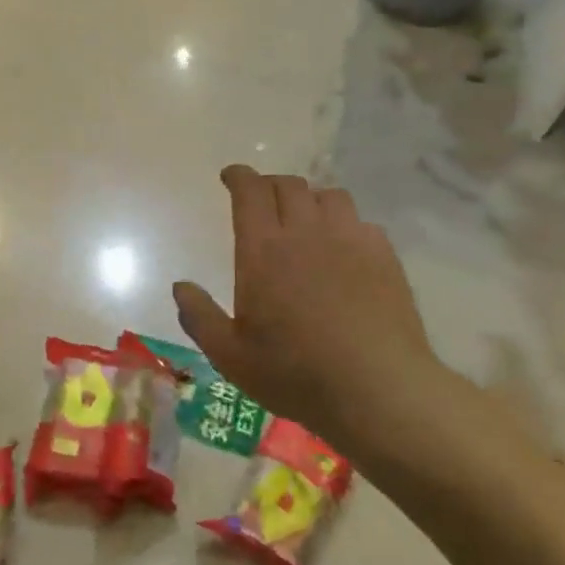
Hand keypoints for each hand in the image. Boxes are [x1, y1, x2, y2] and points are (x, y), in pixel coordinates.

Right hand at [173, 167, 451, 451]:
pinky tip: (344, 248)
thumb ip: (199, 317)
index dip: (239, 176)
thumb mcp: (230, 356)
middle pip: (289, 185)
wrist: (377, 389)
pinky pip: (361, 222)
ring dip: (310, 199)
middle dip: (270, 184)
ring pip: (329, 196)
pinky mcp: (384, 256)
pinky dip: (344, 224)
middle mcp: (307, 233)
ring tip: (305, 218)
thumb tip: (181, 286)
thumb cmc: (295, 373)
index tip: (231, 176)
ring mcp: (350, 241)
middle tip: (262, 199)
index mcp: (263, 250)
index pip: (250, 192)